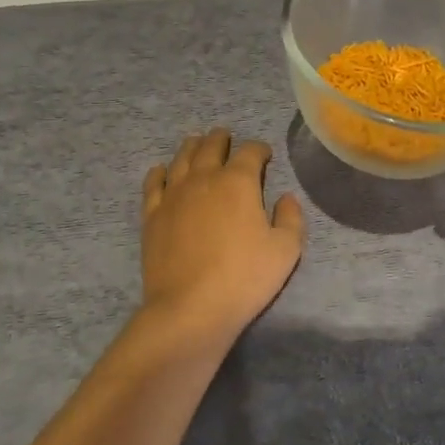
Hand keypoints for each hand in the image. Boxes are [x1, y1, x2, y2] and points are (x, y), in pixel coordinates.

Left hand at [139, 129, 305, 341]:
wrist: (190, 307)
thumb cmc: (244, 277)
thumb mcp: (286, 250)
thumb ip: (291, 218)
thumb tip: (285, 198)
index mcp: (239, 182)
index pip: (251, 152)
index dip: (260, 149)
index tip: (265, 155)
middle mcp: (204, 179)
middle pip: (211, 147)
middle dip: (221, 139)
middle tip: (225, 136)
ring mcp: (174, 195)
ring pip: (181, 159)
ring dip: (192, 147)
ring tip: (196, 142)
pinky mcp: (152, 216)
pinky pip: (153, 184)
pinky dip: (159, 172)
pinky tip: (161, 170)